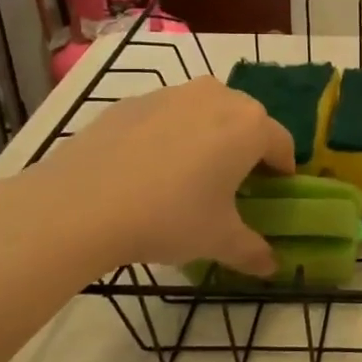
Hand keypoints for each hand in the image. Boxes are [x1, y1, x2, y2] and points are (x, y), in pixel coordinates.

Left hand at [0, 79, 294, 283]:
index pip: (283, 144)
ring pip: (205, 113)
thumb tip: (271, 268)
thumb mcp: (218, 241)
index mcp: (250, 126)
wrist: (79, 205)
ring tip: (187, 177)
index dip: (282, 172)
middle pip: (246, 121)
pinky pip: (166, 116)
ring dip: (208, 138)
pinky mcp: (132, 101)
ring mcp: (172, 93)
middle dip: (246, 150)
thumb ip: (253, 251)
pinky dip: (168, 136)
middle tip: (232, 186)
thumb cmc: (169, 217)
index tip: (272, 195)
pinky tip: (147, 171)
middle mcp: (218, 97)